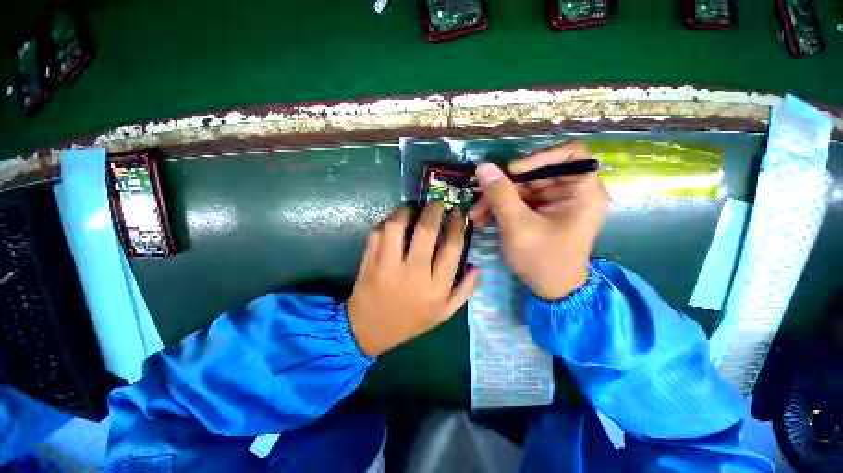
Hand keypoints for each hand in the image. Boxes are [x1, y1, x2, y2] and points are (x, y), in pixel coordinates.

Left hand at [347, 203, 478, 356]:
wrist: (369, 329)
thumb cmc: (411, 321)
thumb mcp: (445, 313)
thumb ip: (465, 290)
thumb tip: (476, 265)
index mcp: (435, 287)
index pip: (452, 247)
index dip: (457, 225)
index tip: (458, 213)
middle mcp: (413, 273)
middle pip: (426, 231)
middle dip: (434, 210)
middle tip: (437, 203)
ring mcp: (387, 265)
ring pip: (397, 226)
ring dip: (407, 211)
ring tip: (414, 209)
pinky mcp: (369, 260)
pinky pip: (378, 231)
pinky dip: (387, 222)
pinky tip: (395, 223)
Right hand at [469, 142, 608, 299]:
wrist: (550, 290)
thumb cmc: (542, 259)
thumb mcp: (518, 225)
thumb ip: (500, 194)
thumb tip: (483, 167)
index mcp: (583, 192)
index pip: (570, 154)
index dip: (540, 157)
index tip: (512, 171)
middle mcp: (572, 192)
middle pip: (536, 174)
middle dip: (504, 186)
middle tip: (478, 196)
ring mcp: (555, 203)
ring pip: (522, 188)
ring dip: (497, 199)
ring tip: (476, 214)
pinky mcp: (541, 212)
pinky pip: (519, 202)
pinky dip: (501, 208)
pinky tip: (483, 218)